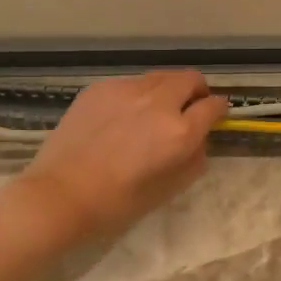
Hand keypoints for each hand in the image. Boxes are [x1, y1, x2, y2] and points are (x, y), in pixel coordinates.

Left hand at [17, 72, 228, 241]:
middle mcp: (157, 103)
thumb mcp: (168, 190)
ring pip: (159, 77)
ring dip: (167, 90)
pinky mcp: (100, 88)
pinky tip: (122, 117)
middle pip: (190, 79)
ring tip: (154, 111)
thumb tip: (198, 140)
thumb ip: (193, 160)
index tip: (216, 116)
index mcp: (179, 132)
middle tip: (189, 107)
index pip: (213, 107)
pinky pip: (130, 83)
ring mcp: (126, 90)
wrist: (60, 194)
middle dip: (197, 91)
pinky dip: (137, 95)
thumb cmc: (117, 203)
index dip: (219, 110)